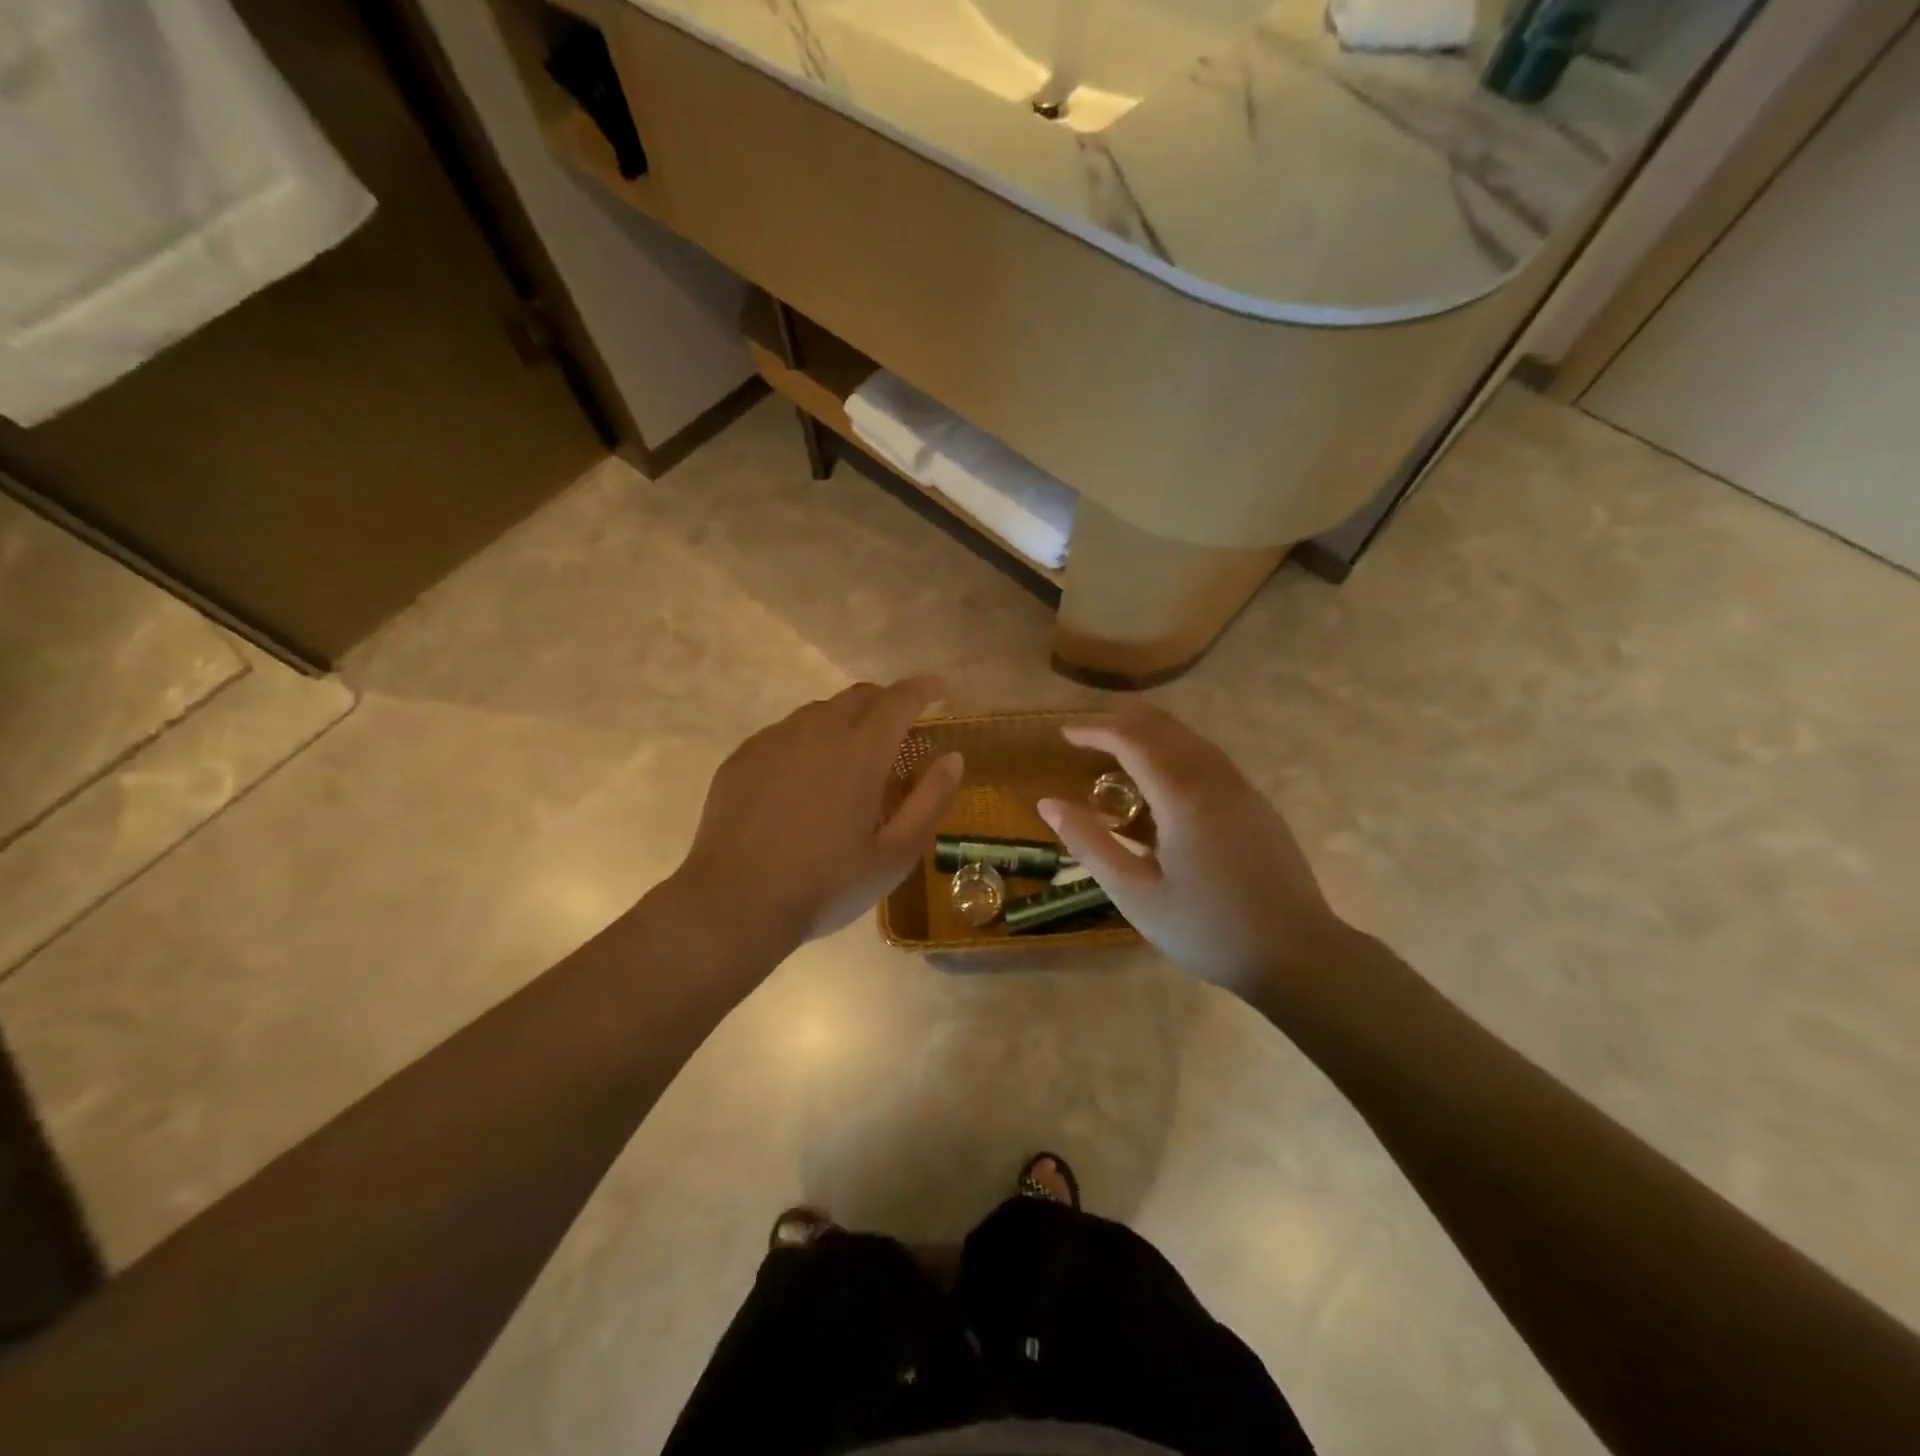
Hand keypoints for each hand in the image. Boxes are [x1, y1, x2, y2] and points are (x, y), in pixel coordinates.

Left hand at [675, 677, 962, 945]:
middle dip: (887, 702)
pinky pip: (786, 732)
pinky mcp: (743, 757)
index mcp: (860, 751)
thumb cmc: (826, 884)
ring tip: (852, 756)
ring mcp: (774, 741)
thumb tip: (953, 758)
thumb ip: (930, 801)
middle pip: (859, 696)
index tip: (940, 688)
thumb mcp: (895, 855)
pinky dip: (809, 740)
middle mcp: (817, 731)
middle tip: (900, 728)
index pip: (899, 699)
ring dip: (846, 720)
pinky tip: (805, 778)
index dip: (924, 688)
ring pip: (820, 712)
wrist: (734, 903)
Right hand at [1037, 703, 1344, 996]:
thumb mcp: (1135, 895)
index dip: (1096, 730)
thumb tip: (1048, 804)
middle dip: (1122, 721)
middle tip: (1086, 733)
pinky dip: (1176, 748)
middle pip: (1164, 727)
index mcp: (1183, 798)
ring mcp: (1243, 789)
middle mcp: (1215, 780)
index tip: (1065, 735)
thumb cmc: (1207, 929)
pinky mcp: (1258, 804)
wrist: (1298, 955)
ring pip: (1191, 737)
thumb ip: (1090, 844)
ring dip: (1151, 731)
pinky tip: (1164, 774)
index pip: (1133, 741)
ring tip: (1118, 745)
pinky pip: (1210, 756)